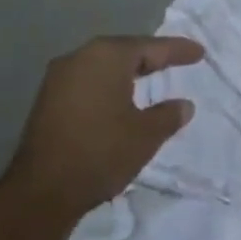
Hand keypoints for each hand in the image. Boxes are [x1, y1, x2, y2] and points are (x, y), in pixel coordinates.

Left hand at [14, 35, 202, 220]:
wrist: (41, 192)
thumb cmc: (101, 152)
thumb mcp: (146, 135)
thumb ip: (168, 115)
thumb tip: (184, 105)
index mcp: (107, 56)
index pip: (151, 47)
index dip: (177, 51)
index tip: (199, 53)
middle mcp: (80, 57)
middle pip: (124, 51)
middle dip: (151, 57)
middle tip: (175, 62)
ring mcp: (58, 78)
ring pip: (103, 66)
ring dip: (127, 72)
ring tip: (150, 79)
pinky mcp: (46, 101)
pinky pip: (87, 82)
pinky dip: (108, 86)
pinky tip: (119, 100)